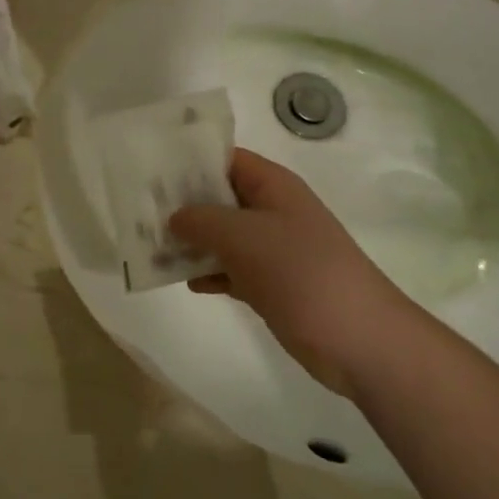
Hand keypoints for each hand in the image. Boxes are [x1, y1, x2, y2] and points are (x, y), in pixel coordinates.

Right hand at [169, 149, 412, 394]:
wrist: (359, 339)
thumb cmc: (301, 272)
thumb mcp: (243, 236)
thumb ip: (202, 219)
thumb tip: (174, 215)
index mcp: (273, 186)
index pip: (226, 158)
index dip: (190, 161)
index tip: (150, 171)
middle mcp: (273, 211)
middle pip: (221, 197)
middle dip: (183, 205)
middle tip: (139, 213)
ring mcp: (274, 250)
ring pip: (223, 236)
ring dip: (192, 242)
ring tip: (150, 247)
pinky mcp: (273, 285)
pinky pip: (232, 269)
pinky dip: (210, 273)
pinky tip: (184, 282)